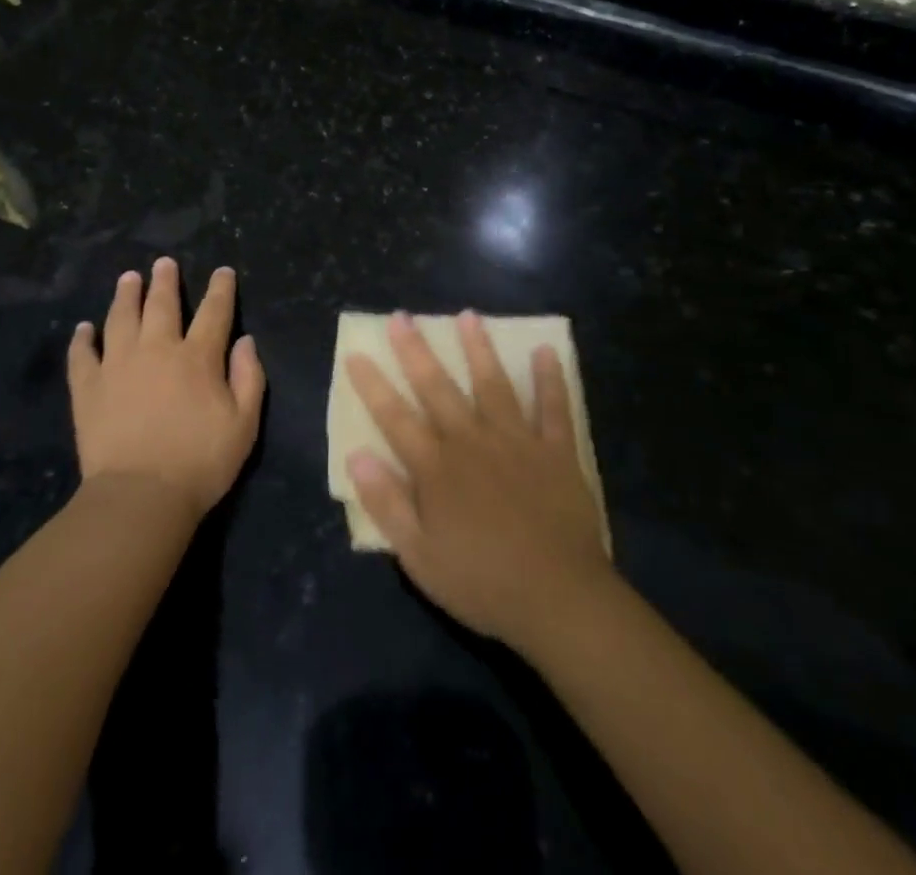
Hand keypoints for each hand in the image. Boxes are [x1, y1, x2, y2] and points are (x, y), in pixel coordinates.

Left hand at [68, 258, 265, 522]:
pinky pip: (82, 354)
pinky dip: (82, 339)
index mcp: (197, 357)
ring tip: (128, 278)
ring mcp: (118, 365)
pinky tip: (83, 328)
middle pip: (161, 304)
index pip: (214, 312)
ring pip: (121, 318)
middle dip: (165, 280)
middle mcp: (156, 349)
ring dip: (125, 295)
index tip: (222, 271)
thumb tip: (245, 341)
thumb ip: (248, 378)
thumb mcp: (244, 425)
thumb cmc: (200, 463)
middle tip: (164, 262)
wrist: (140, 496)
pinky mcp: (88, 387)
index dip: (220, 289)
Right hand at [346, 311, 612, 649]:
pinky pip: (553, 408)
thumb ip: (387, 503)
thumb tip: (357, 455)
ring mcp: (516, 441)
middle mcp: (472, 441)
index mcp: (436, 468)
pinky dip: (550, 379)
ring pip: (493, 384)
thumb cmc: (482, 582)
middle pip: (437, 388)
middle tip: (402, 316)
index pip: (395, 417)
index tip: (356, 353)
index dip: (373, 385)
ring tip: (468, 316)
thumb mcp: (419, 556)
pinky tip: (545, 352)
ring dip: (478, 349)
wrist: (559, 599)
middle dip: (416, 351)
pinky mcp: (555, 451)